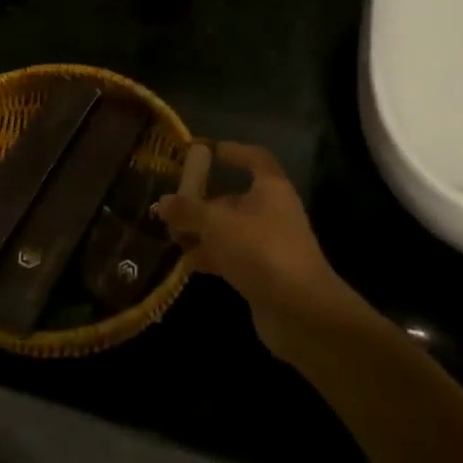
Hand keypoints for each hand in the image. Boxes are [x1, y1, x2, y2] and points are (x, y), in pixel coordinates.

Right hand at [154, 143, 354, 361]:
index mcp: (271, 188)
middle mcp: (272, 212)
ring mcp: (268, 244)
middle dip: (202, 202)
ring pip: (229, 230)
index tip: (203, 152)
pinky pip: (231, 257)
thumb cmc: (260, 251)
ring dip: (202, 232)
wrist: (300, 311)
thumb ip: (188, 210)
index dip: (231, 151)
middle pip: (234, 198)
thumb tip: (163, 202)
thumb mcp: (216, 224)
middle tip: (171, 208)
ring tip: (171, 237)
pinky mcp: (263, 273)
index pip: (254, 158)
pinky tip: (186, 263)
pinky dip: (210, 256)